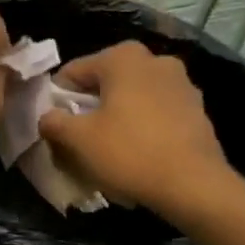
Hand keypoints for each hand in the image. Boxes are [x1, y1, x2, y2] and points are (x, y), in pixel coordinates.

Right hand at [38, 41, 242, 221]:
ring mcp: (181, 83)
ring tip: (108, 147)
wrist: (195, 187)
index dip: (57, 99)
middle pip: (105, 82)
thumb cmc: (130, 153)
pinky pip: (156, 111)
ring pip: (132, 96)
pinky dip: (142, 125)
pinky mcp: (197, 109)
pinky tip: (137, 152)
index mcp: (123, 57)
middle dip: (89, 106)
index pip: (73, 72)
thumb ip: (53, 121)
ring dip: (116, 115)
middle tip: (79, 137)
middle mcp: (154, 60)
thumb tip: (48, 117)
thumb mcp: (78, 139)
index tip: (54, 126)